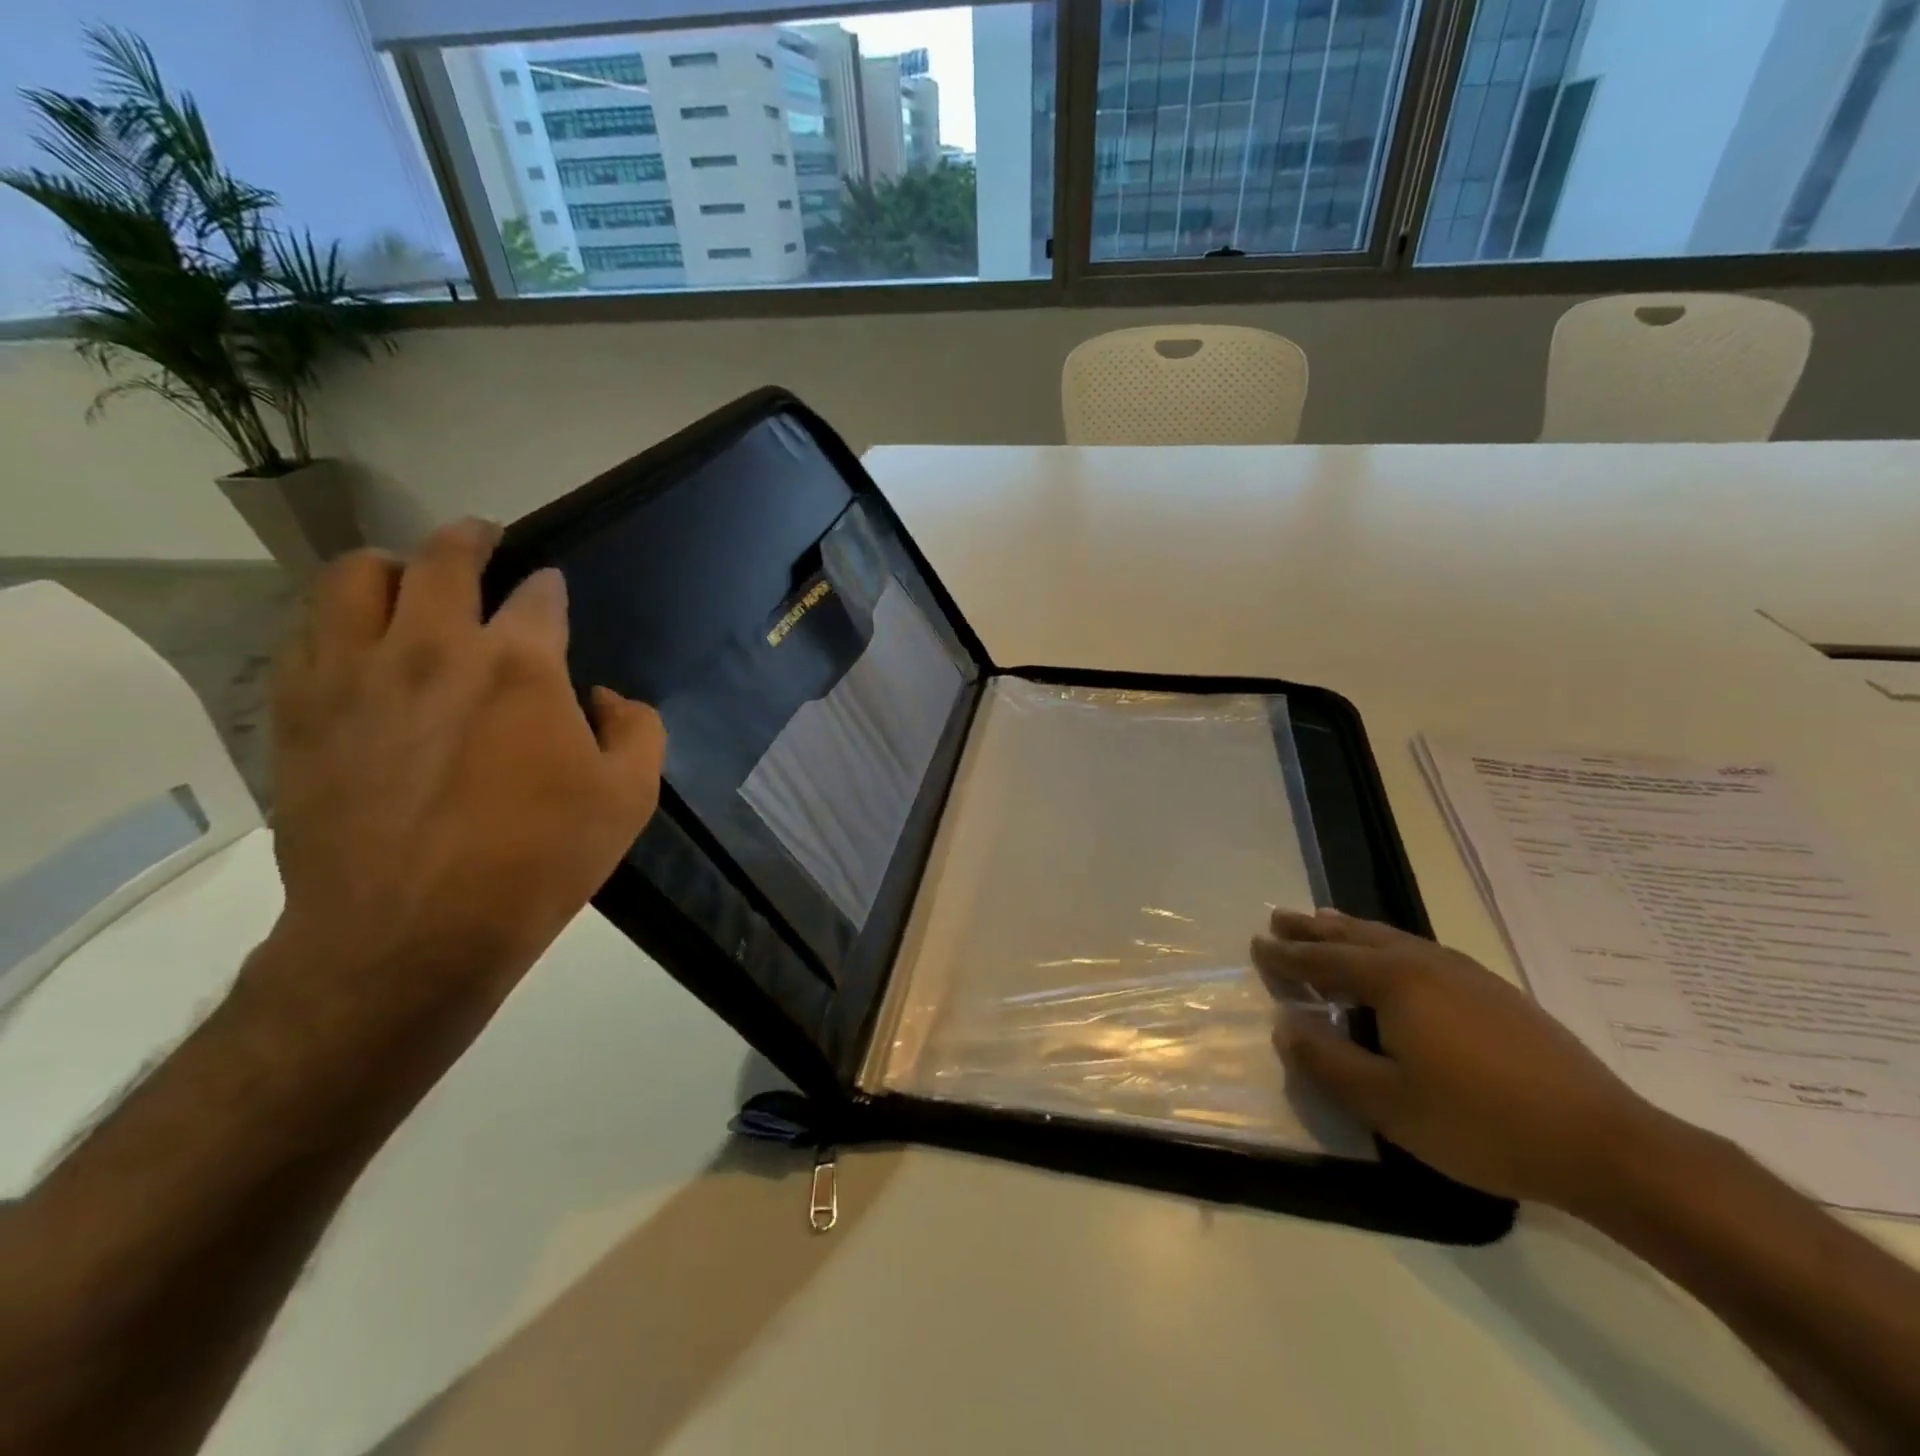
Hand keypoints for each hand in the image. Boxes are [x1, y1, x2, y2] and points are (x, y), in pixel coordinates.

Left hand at [261, 520, 665, 1030]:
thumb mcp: (629, 799)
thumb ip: (638, 730)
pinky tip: (357, 640)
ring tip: (408, 578)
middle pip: (441, 557)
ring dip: (390, 565)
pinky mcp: (300, 710)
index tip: (553, 594)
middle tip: (483, 540)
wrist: (409, 935)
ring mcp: (353, 674)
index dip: (550, 588)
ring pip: (353, 576)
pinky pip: (305, 631)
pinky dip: (337, 618)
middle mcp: (431, 647)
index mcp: (520, 665)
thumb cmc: (537, 862)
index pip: (537, 595)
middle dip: (470, 538)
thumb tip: (604, 696)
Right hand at [1253, 909, 1668, 1208]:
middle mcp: (1425, 962)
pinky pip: (1420, 951)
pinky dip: (1388, 945)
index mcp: (1394, 982)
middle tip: (1281, 918)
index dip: (1287, 955)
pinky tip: (1395, 959)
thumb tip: (1285, 1025)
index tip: (1256, 944)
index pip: (1324, 960)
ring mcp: (1465, 973)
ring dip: (1352, 930)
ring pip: (1392, 938)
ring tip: (1327, 922)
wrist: (1606, 1144)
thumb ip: (1328, 1061)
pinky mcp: (1495, 992)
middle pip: (1356, 936)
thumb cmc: (1482, 1123)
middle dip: (1314, 928)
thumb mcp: (1388, 1104)